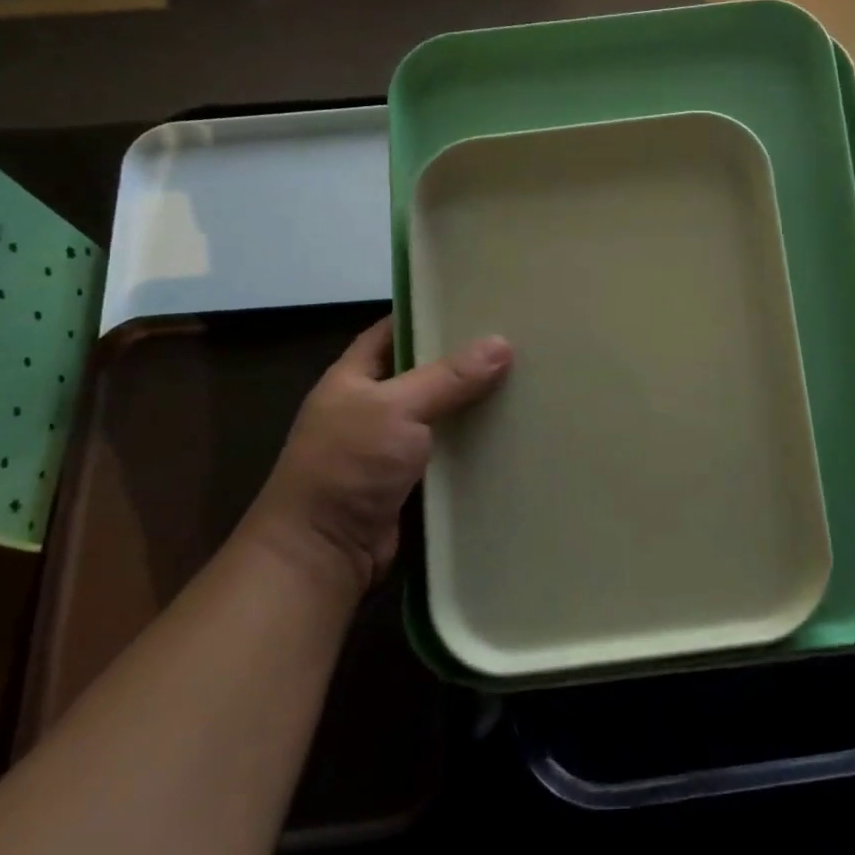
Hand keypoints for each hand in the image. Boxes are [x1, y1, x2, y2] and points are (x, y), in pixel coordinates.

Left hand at [237, 317, 511, 594]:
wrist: (324, 551)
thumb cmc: (348, 466)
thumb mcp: (396, 409)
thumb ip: (448, 377)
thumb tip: (502, 342)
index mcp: (353, 377)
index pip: (393, 330)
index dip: (430, 314)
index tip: (479, 302)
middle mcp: (373, 406)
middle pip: (426, 372)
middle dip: (466, 360)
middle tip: (519, 341)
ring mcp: (393, 446)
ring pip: (443, 413)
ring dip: (477, 404)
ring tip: (529, 380)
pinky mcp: (415, 480)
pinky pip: (452, 451)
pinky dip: (478, 444)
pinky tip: (515, 432)